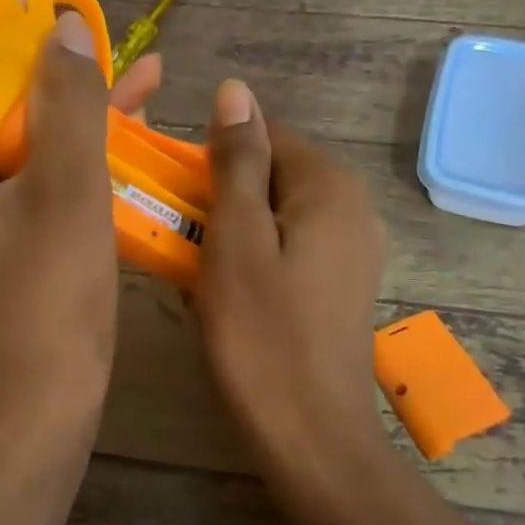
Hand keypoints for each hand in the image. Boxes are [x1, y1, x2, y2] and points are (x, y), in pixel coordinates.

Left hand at [0, 14, 153, 443]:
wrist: (38, 412)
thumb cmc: (44, 302)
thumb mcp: (67, 190)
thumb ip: (69, 100)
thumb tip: (65, 24)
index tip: (44, 12)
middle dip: (41, 80)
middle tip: (95, 44)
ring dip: (59, 121)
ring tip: (129, 81)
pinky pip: (9, 186)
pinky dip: (54, 165)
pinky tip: (116, 139)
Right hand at [194, 81, 388, 465]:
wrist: (310, 433)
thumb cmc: (262, 335)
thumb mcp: (236, 240)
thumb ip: (237, 162)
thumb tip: (235, 91)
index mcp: (330, 186)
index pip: (262, 136)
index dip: (210, 160)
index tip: (172, 198)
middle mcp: (353, 208)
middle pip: (271, 177)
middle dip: (219, 201)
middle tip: (177, 241)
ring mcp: (352, 250)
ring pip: (275, 218)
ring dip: (230, 235)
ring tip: (194, 273)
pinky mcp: (341, 287)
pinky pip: (287, 252)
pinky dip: (252, 263)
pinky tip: (227, 299)